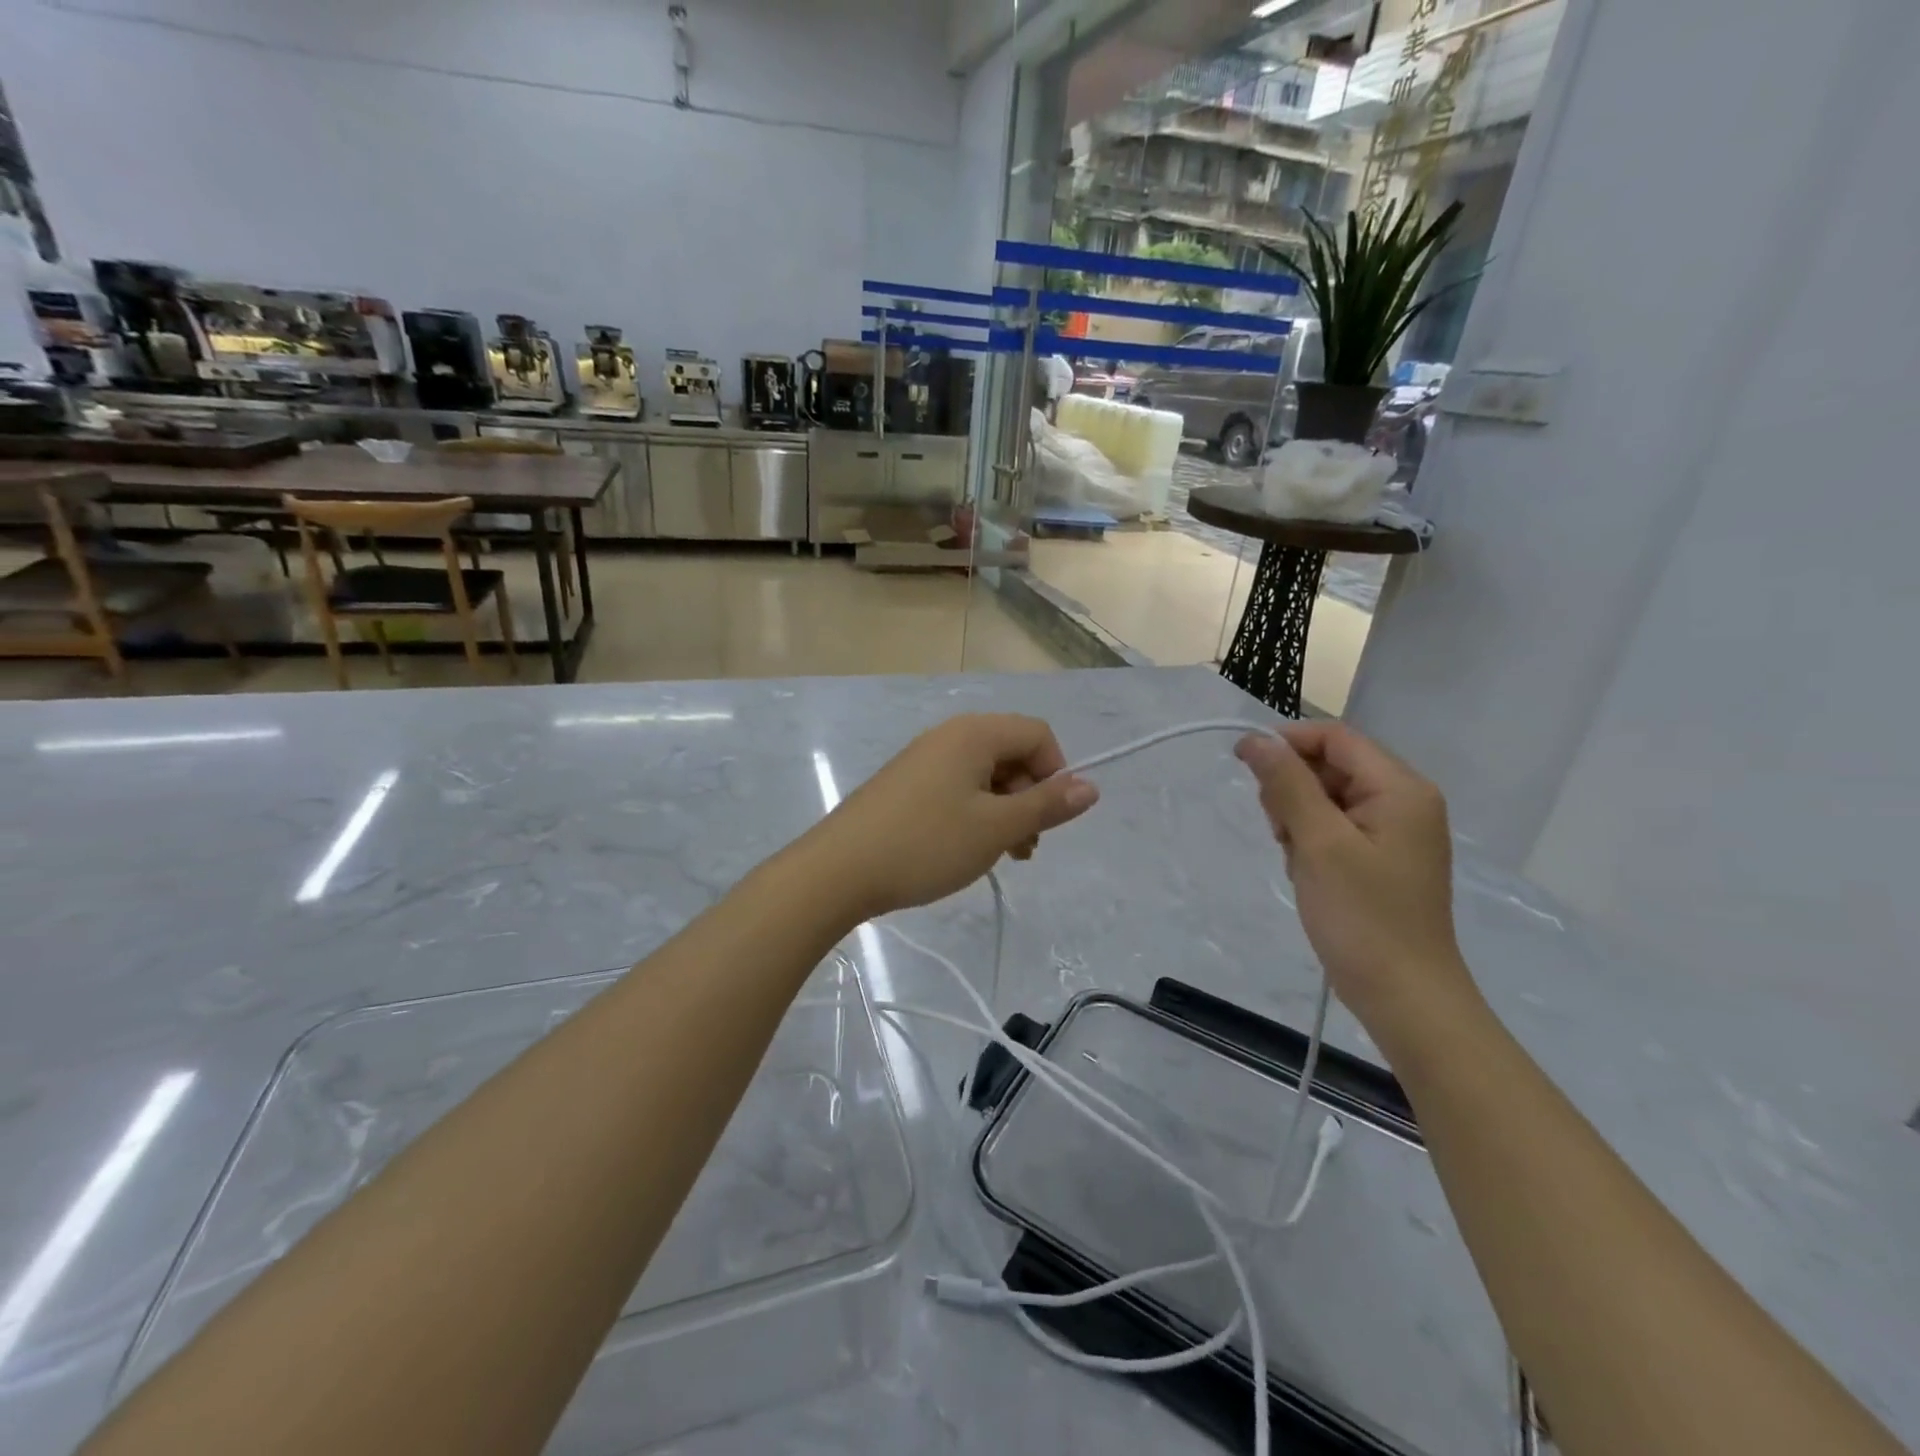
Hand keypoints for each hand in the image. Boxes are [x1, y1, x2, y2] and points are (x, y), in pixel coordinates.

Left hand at [807, 714, 1098, 920]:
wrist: (838, 871)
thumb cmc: (925, 844)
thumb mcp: (995, 829)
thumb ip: (1046, 806)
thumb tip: (1091, 786)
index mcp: (974, 733)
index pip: (1038, 734)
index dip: (1055, 774)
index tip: (1045, 819)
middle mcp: (949, 736)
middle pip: (1011, 753)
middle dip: (1028, 797)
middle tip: (1021, 847)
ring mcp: (923, 759)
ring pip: (985, 775)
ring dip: (1003, 811)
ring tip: (998, 855)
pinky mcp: (906, 784)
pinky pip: (956, 787)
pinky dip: (974, 814)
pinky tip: (965, 850)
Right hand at [1235, 722, 1479, 1041]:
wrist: (1404, 997)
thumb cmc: (1363, 917)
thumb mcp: (1319, 843)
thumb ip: (1287, 785)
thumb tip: (1255, 740)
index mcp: (1401, 789)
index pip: (1336, 738)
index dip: (1287, 742)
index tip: (1243, 763)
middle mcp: (1404, 801)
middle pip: (1331, 766)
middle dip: (1293, 789)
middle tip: (1279, 831)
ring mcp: (1393, 832)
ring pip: (1327, 799)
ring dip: (1298, 819)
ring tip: (1297, 860)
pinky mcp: (1380, 858)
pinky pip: (1334, 828)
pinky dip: (1311, 842)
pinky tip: (1307, 874)